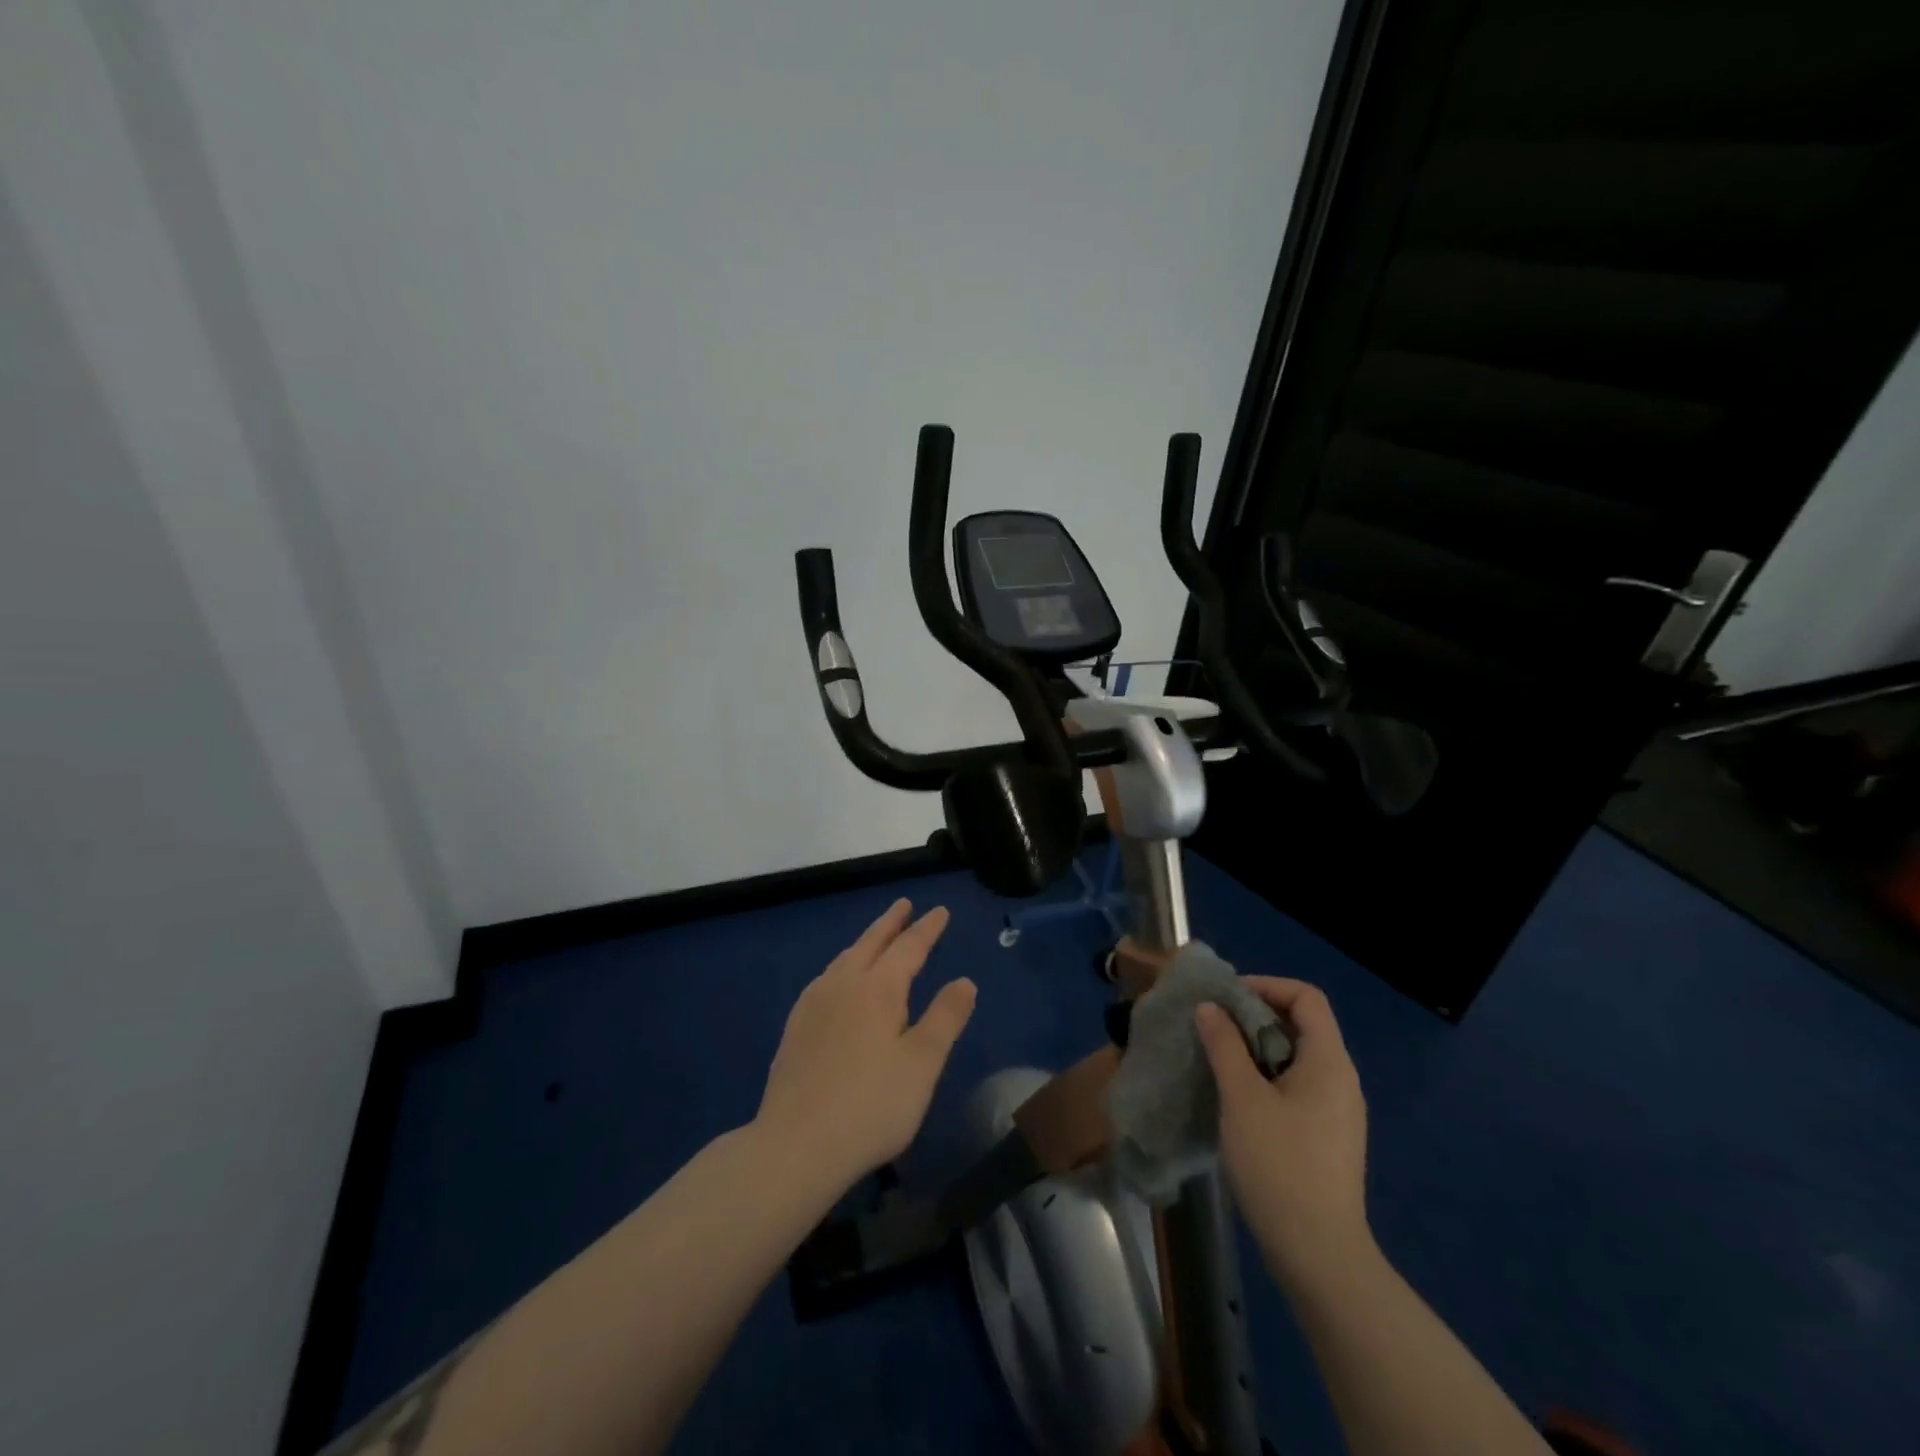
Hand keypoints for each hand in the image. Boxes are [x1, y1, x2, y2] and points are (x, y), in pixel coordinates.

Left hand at [755, 899, 976, 1189]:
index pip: (909, 947)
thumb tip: (964, 980)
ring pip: (844, 958)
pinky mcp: (795, 1027)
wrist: (796, 1144)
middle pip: (871, 942)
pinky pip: (826, 978)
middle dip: (891, 922)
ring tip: (875, 938)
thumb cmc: (871, 1105)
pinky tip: (839, 982)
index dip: (927, 929)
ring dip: (865, 942)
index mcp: (878, 988)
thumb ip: (945, 1018)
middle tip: (904, 904)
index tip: (940, 911)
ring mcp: (813, 1004)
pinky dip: (843, 965)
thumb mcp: (922, 1064)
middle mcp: (843, 984)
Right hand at [1195, 978, 1370, 1281]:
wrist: (1319, 1255)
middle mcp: (1341, 1080)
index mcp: (1329, 1062)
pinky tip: (1236, 1098)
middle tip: (1213, 1026)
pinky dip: (1266, 1077)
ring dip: (1256, 1048)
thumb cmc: (1280, 1165)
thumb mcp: (1242, 1098)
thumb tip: (1210, 1008)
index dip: (1266, 986)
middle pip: (1301, 1025)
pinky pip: (1297, 1087)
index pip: (1307, 998)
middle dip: (1254, 1016)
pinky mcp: (1327, 1138)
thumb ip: (1225, 1046)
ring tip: (1217, 1058)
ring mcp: (1337, 1112)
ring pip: (1296, 1058)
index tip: (1226, 998)